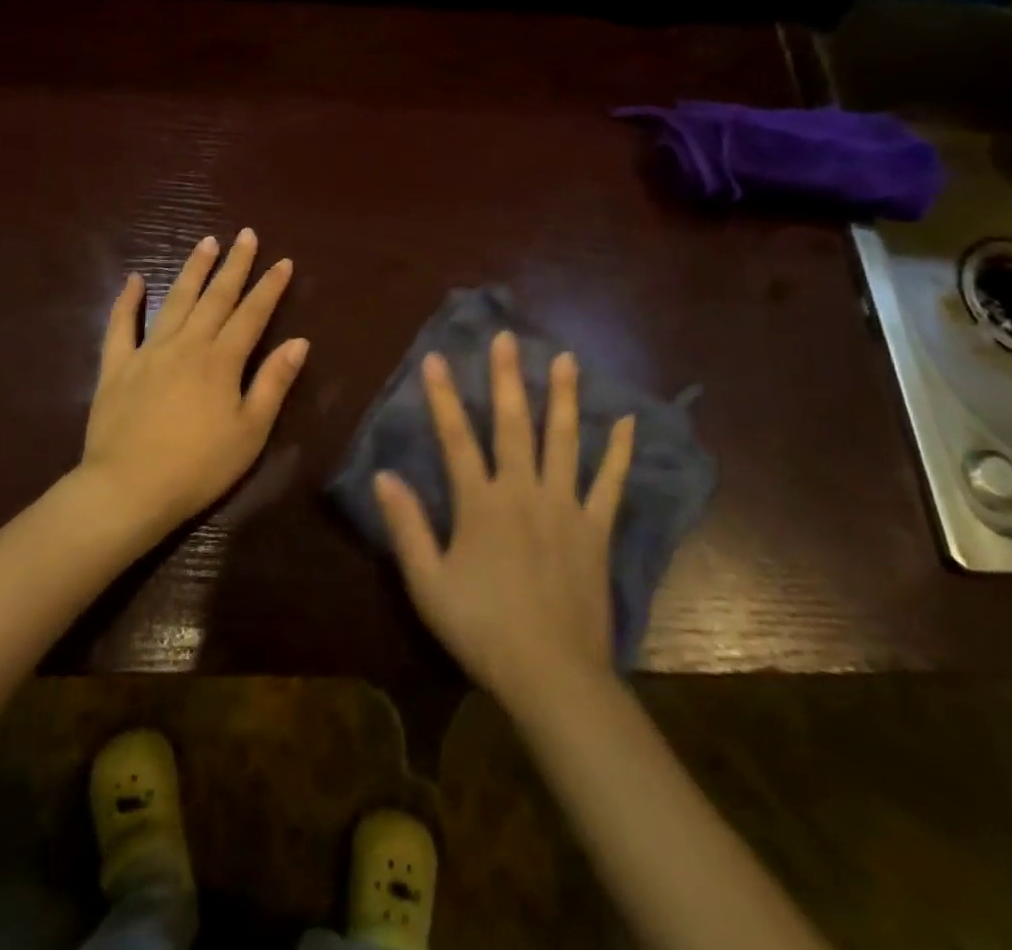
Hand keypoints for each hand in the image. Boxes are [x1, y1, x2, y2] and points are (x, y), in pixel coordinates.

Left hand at [78, 230, 308, 542]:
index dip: (270, 287)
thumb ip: (273, 383)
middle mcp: (187, 345)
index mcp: (222, 361)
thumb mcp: (250, 431)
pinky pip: (120, 326)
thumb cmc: (199, 467)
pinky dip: (126, 300)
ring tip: (205, 242)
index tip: (283, 261)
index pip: (252, 314)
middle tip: (245, 234)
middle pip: (215, 297)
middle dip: (234, 264)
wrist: (128, 489)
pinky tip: (134, 279)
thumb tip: (299, 342)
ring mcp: (148, 352)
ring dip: (192, 270)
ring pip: (174, 301)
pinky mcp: (117, 367)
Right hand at [375, 332, 633, 705]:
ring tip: (567, 358)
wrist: (553, 676)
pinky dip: (619, 452)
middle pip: (514, 423)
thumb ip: (406, 527)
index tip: (435, 357)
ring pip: (565, 440)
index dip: (443, 396)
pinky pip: (610, 483)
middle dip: (508, 377)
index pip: (456, 437)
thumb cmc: (482, 629)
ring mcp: (565, 506)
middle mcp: (523, 491)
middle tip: (508, 337)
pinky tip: (628, 422)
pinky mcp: (596, 529)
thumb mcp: (428, 584)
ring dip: (564, 396)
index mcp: (480, 503)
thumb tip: (383, 475)